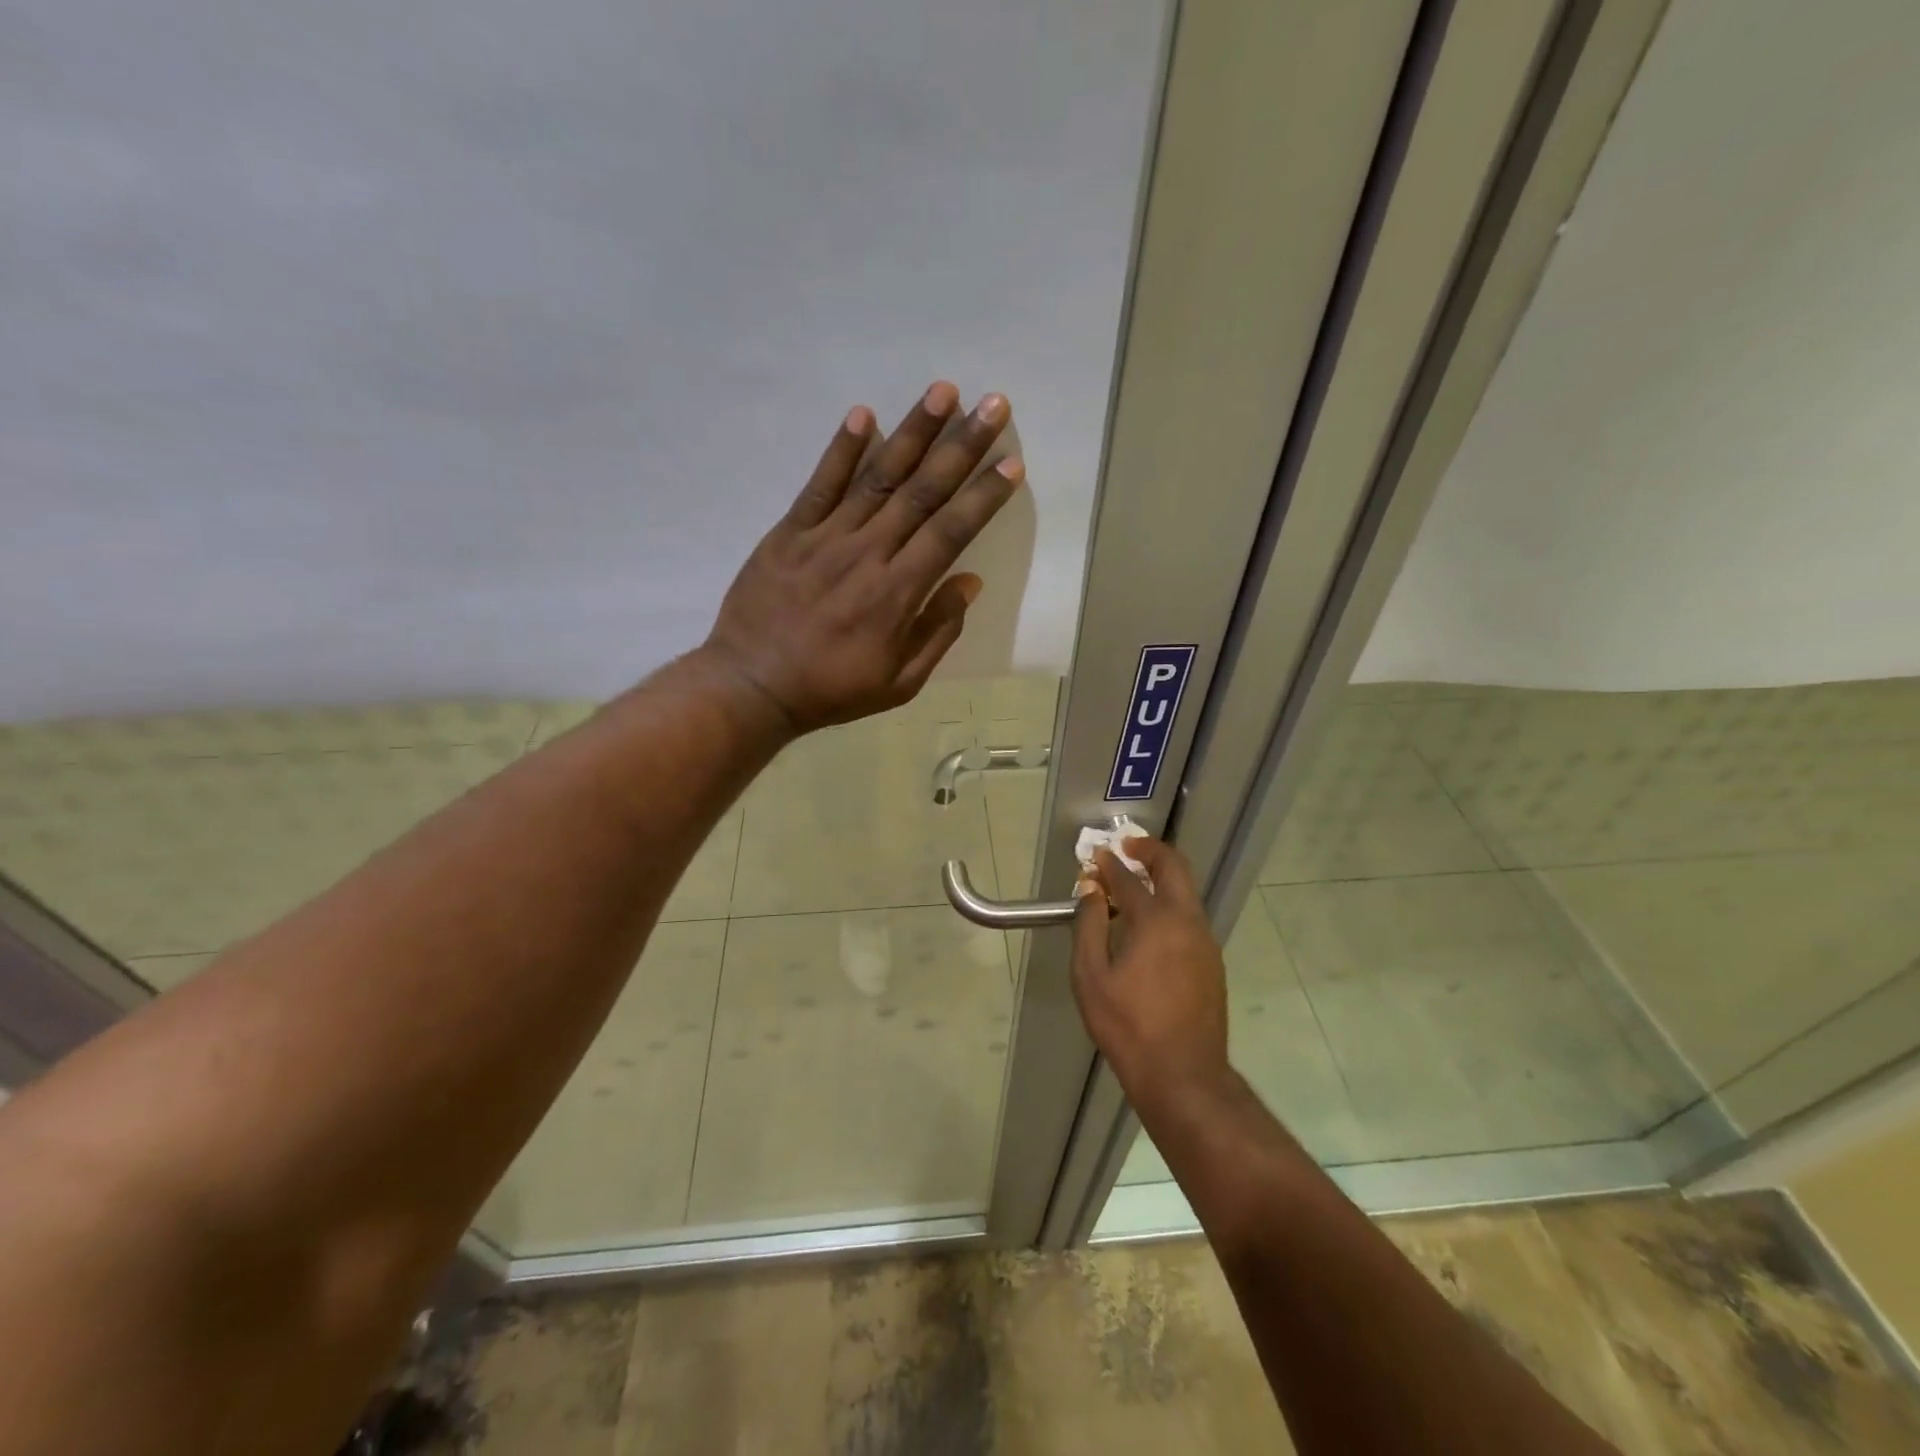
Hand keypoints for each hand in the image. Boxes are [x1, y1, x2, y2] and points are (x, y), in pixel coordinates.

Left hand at [700, 381, 1023, 733]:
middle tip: (993, 405)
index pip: (950, 532)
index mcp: (898, 593)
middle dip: (961, 446)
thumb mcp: (899, 683)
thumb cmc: (831, 690)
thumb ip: (937, 632)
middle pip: (922, 492)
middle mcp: (867, 554)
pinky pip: (819, 484)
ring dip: (912, 432)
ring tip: (942, 391)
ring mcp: (825, 538)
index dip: (983, 496)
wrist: (752, 687)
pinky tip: (864, 414)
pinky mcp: (789, 533)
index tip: (1011, 464)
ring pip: (877, 477)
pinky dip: (840, 449)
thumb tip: (969, 583)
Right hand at [1071, 837, 1229, 1110]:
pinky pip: (1190, 917)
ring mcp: (1205, 941)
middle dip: (1150, 850)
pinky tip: (1150, 925)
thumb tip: (1091, 889)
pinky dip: (1170, 904)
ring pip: (1187, 892)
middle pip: (1175, 867)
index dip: (1108, 863)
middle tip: (1127, 847)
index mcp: (1156, 920)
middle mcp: (1187, 921)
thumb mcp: (1091, 976)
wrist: (1183, 1075)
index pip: (1128, 878)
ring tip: (1133, 885)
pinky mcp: (1212, 962)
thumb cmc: (1128, 1026)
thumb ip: (1089, 925)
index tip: (1094, 856)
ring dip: (1162, 878)